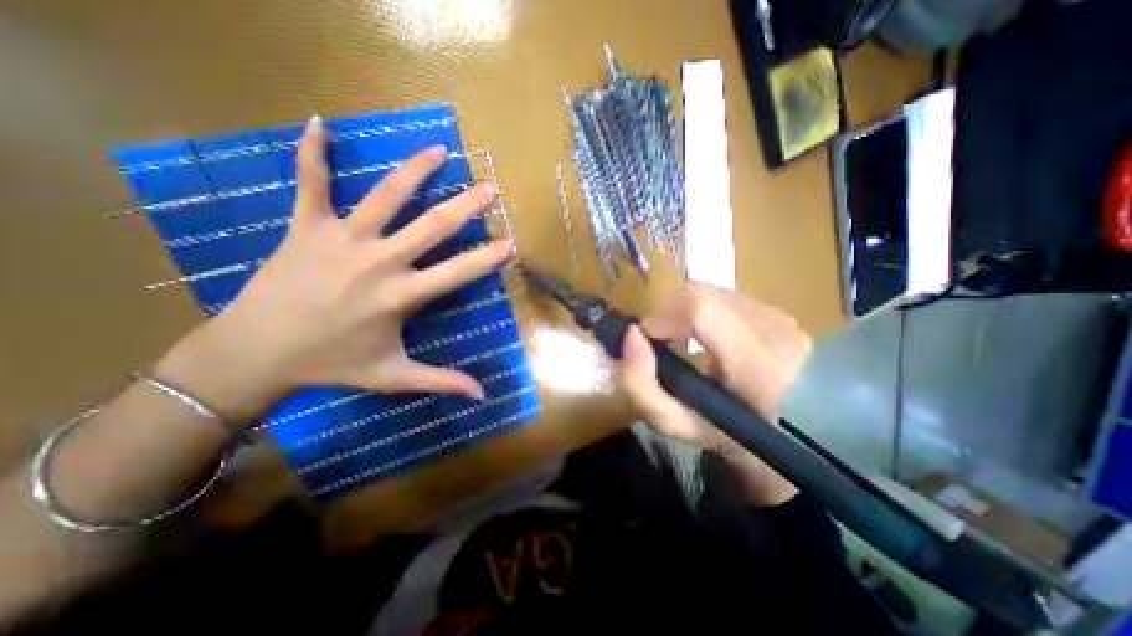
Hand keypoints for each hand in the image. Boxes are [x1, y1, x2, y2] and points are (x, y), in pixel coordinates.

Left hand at [152, 117, 513, 423]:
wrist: (256, 353)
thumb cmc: (333, 364)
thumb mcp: (393, 376)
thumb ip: (441, 380)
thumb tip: (482, 395)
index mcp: (401, 296)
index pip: (457, 272)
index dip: (487, 258)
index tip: (510, 243)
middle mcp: (379, 261)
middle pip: (431, 226)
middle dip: (465, 206)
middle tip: (489, 188)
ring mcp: (341, 239)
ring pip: (385, 196)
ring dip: (414, 170)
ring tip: (438, 149)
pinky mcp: (306, 227)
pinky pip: (310, 183)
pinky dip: (312, 153)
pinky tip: (318, 123)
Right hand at [618, 284, 814, 505]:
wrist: (799, 440)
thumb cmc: (734, 440)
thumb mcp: (680, 425)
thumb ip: (643, 386)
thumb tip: (632, 335)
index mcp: (761, 367)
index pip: (702, 309)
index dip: (663, 316)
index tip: (647, 338)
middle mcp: (777, 329)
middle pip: (701, 294)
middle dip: (668, 314)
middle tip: (662, 343)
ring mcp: (781, 316)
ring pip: (711, 293)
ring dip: (685, 313)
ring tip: (685, 342)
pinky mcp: (779, 311)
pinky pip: (725, 299)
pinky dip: (704, 312)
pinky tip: (708, 339)